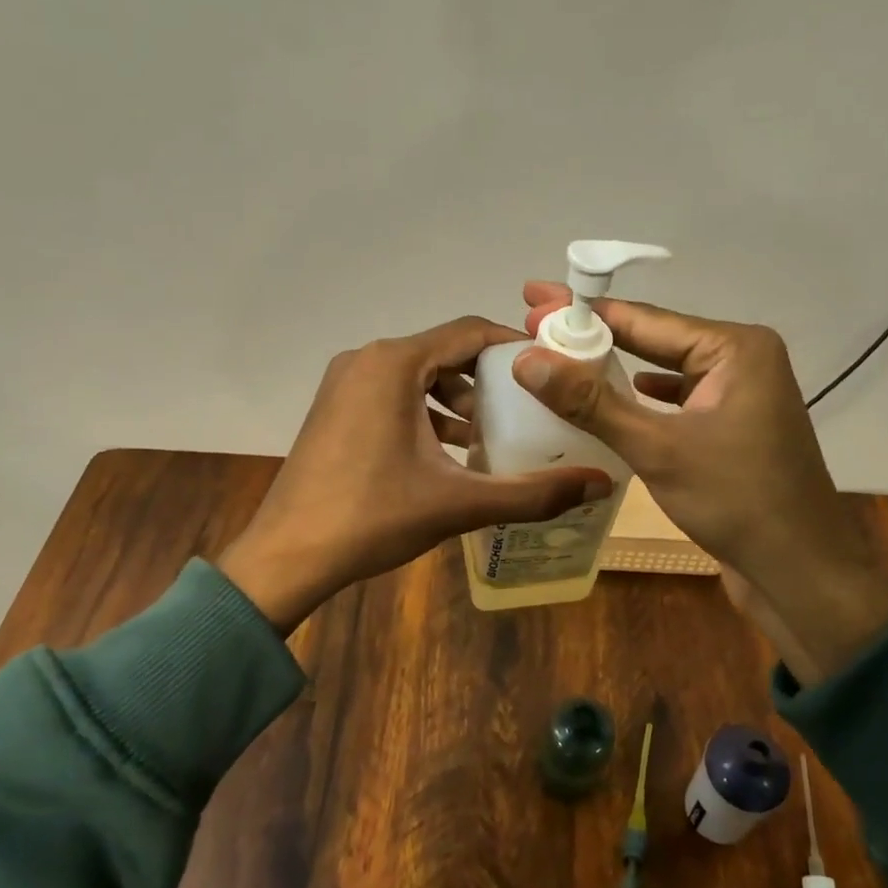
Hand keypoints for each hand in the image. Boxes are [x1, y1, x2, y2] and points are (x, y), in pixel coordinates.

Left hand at [218, 316, 613, 633]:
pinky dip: (425, 413)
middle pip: (444, 352)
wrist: (287, 555)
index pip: (470, 331)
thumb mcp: (459, 503)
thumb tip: (599, 484)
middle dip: (488, 380)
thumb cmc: (372, 518)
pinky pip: (393, 394)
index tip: (551, 369)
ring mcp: (345, 383)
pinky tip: (448, 455)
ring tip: (490, 438)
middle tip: (527, 411)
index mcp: (394, 363)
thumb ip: (532, 493)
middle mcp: (367, 360)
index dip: (515, 346)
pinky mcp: (335, 408)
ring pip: (418, 375)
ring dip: (457, 401)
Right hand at [514, 285, 887, 681]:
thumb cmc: (737, 501)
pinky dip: (640, 402)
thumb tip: (526, 360)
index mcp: (735, 348)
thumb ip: (591, 403)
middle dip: (594, 337)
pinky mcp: (731, 430)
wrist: (801, 573)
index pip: (645, 319)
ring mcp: (739, 397)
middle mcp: (741, 361)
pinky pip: (675, 403)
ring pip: (663, 373)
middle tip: (535, 324)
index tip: (535, 301)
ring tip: (560, 360)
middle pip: (653, 340)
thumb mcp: (658, 448)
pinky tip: (609, 404)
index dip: (583, 313)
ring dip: (614, 370)